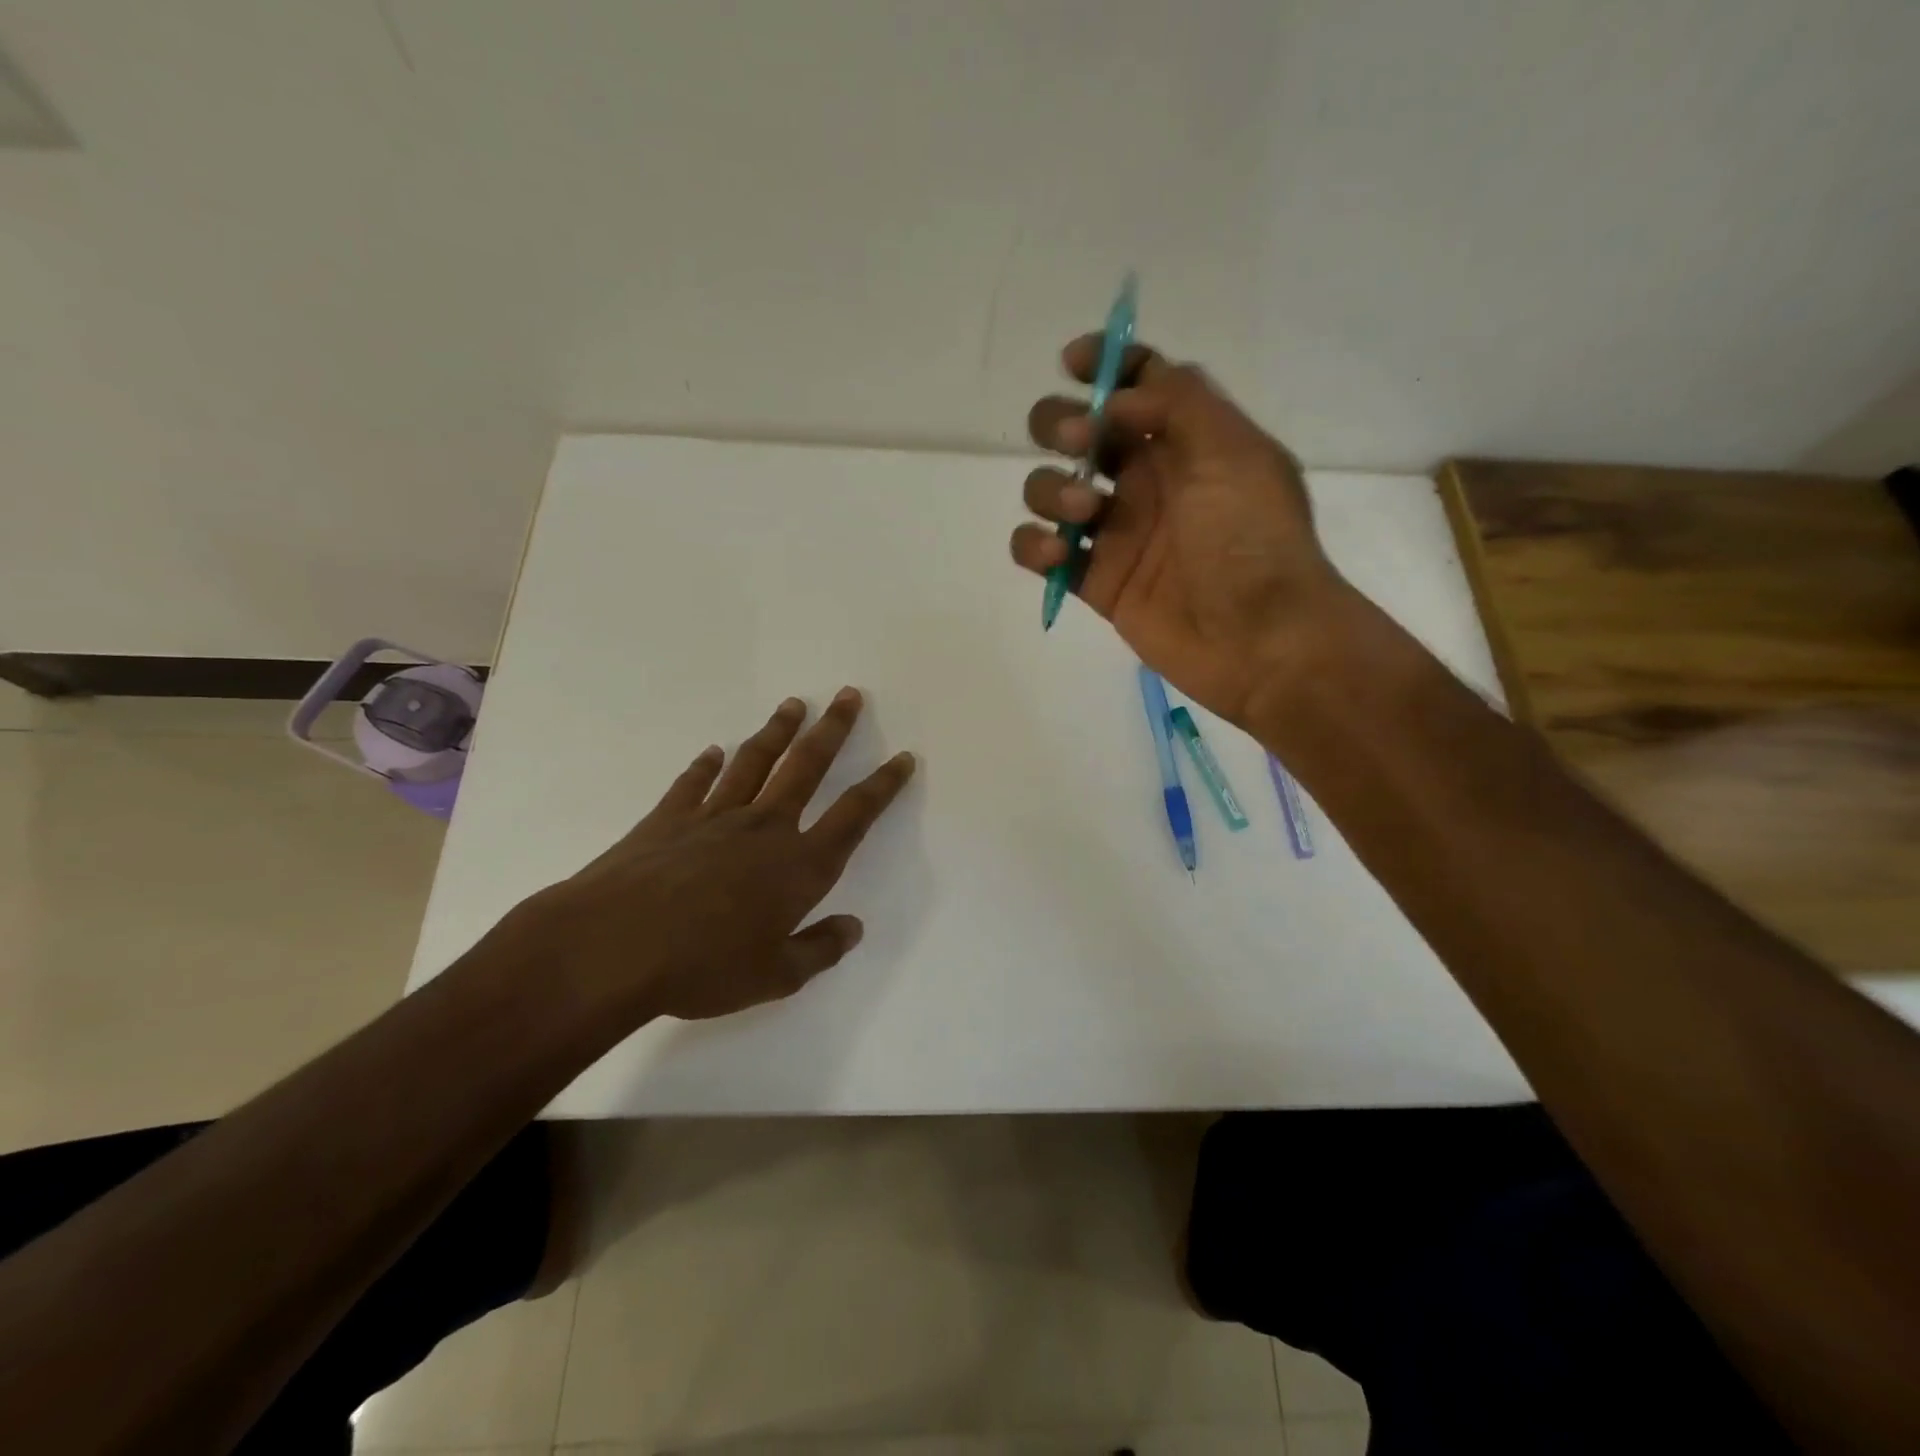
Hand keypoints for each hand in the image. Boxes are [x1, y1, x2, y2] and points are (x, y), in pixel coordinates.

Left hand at [501, 688, 915, 1022]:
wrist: (612, 947)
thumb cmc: (703, 967)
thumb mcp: (775, 976)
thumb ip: (819, 950)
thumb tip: (853, 929)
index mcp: (799, 865)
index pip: (854, 815)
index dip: (883, 785)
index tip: (902, 757)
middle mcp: (764, 828)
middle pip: (807, 767)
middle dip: (833, 730)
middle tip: (849, 695)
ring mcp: (714, 817)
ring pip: (755, 762)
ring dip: (777, 731)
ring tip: (795, 705)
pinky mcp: (668, 819)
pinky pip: (694, 783)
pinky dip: (706, 765)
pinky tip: (713, 752)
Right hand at [1010, 338, 1349, 728]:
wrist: (1259, 639)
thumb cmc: (1253, 539)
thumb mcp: (1235, 451)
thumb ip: (1177, 402)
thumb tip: (1115, 400)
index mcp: (1186, 440)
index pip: (1138, 384)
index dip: (1105, 364)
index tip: (1073, 363)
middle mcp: (1146, 479)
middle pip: (1079, 431)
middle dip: (1062, 425)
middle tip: (1080, 443)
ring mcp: (1117, 531)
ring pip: (1051, 489)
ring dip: (1051, 489)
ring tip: (1085, 514)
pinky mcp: (1096, 580)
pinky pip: (1042, 552)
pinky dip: (1034, 546)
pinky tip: (1057, 554)